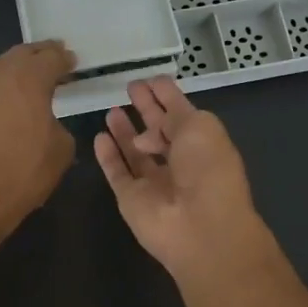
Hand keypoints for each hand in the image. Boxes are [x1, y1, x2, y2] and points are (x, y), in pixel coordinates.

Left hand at [0, 41, 76, 237]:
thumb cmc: (22, 173)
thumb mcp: (61, 150)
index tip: (69, 61)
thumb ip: (56, 124)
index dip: (62, 59)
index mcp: (28, 78)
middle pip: (16, 58)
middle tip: (40, 67)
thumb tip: (44, 122)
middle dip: (31, 61)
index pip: (51, 57)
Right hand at [95, 77, 272, 281]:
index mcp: (203, 143)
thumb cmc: (208, 169)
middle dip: (147, 109)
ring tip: (111, 110)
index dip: (167, 95)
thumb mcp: (199, 127)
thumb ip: (173, 115)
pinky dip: (108, 156)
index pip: (182, 113)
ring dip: (125, 131)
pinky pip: (118, 172)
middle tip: (129, 88)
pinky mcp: (131, 199)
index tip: (150, 79)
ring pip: (136, 152)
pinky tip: (99, 137)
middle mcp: (180, 162)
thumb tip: (147, 132)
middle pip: (160, 131)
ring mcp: (155, 182)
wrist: (200, 227)